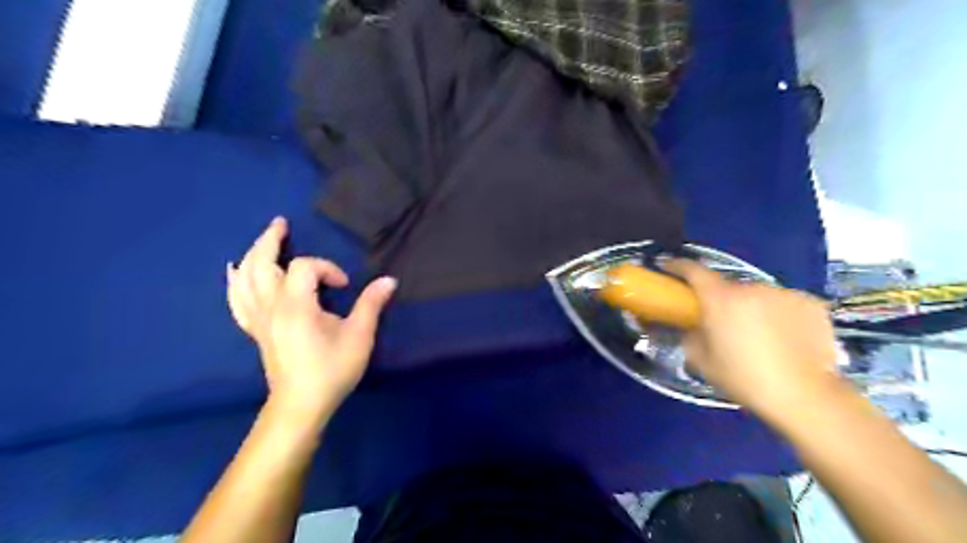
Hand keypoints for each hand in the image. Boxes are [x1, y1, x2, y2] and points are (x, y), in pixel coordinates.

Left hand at [227, 217, 395, 420]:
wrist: (301, 404)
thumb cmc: (331, 370)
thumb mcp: (359, 337)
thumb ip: (371, 305)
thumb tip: (389, 280)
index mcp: (296, 306)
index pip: (305, 267)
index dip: (327, 268)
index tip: (344, 286)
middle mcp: (271, 307)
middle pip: (261, 263)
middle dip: (270, 240)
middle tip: (281, 223)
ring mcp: (259, 319)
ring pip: (245, 278)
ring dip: (253, 254)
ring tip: (264, 240)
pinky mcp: (256, 330)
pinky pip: (237, 300)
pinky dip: (235, 282)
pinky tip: (234, 271)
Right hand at [661, 260, 843, 423]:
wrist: (805, 397)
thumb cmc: (745, 379)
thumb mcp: (702, 362)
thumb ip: (690, 337)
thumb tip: (692, 328)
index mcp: (720, 299)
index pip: (693, 271)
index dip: (678, 266)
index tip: (668, 266)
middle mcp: (751, 288)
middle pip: (729, 287)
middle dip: (722, 300)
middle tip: (722, 323)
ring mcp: (784, 293)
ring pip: (759, 295)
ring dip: (752, 307)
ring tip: (759, 335)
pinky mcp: (812, 304)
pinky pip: (785, 304)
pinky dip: (780, 314)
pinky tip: (786, 337)